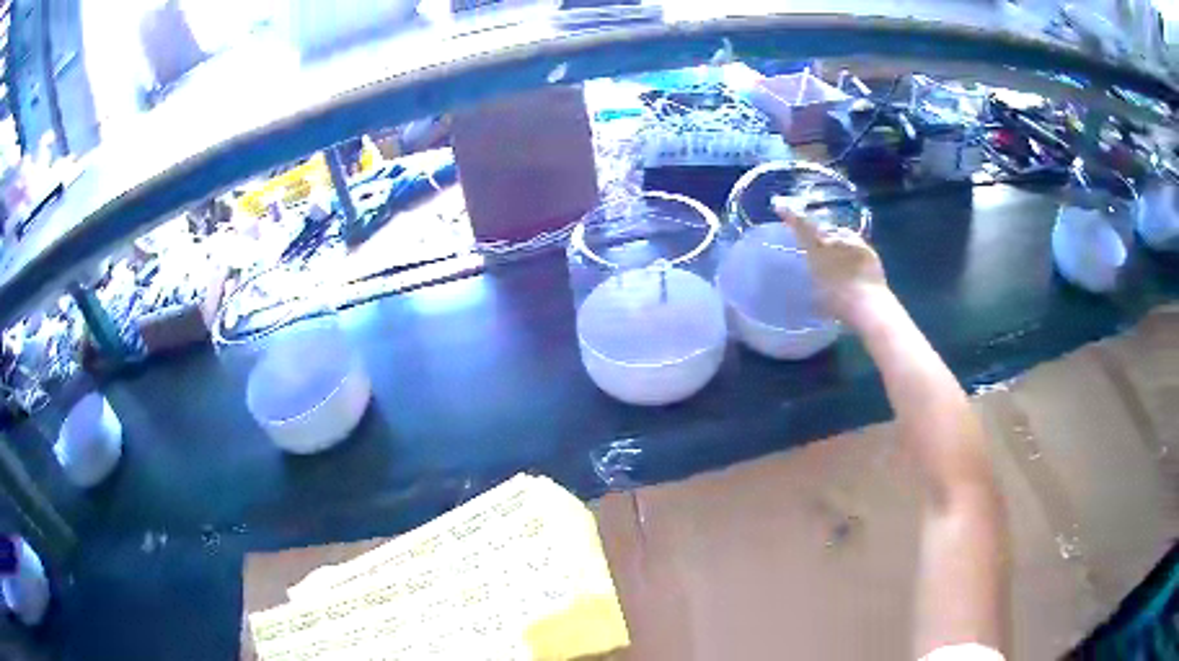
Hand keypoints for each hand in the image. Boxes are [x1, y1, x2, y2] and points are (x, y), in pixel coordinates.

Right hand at [771, 196, 888, 329]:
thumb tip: (810, 273)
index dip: (789, 214)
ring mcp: (852, 243)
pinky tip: (851, 259)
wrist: (868, 305)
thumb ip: (813, 276)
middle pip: (821, 228)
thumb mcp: (816, 292)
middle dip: (814, 229)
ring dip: (835, 239)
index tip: (779, 205)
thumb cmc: (837, 303)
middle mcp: (833, 240)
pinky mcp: (867, 249)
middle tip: (812, 238)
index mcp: (816, 250)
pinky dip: (850, 248)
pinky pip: (854, 243)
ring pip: (839, 234)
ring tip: (834, 251)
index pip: (800, 225)